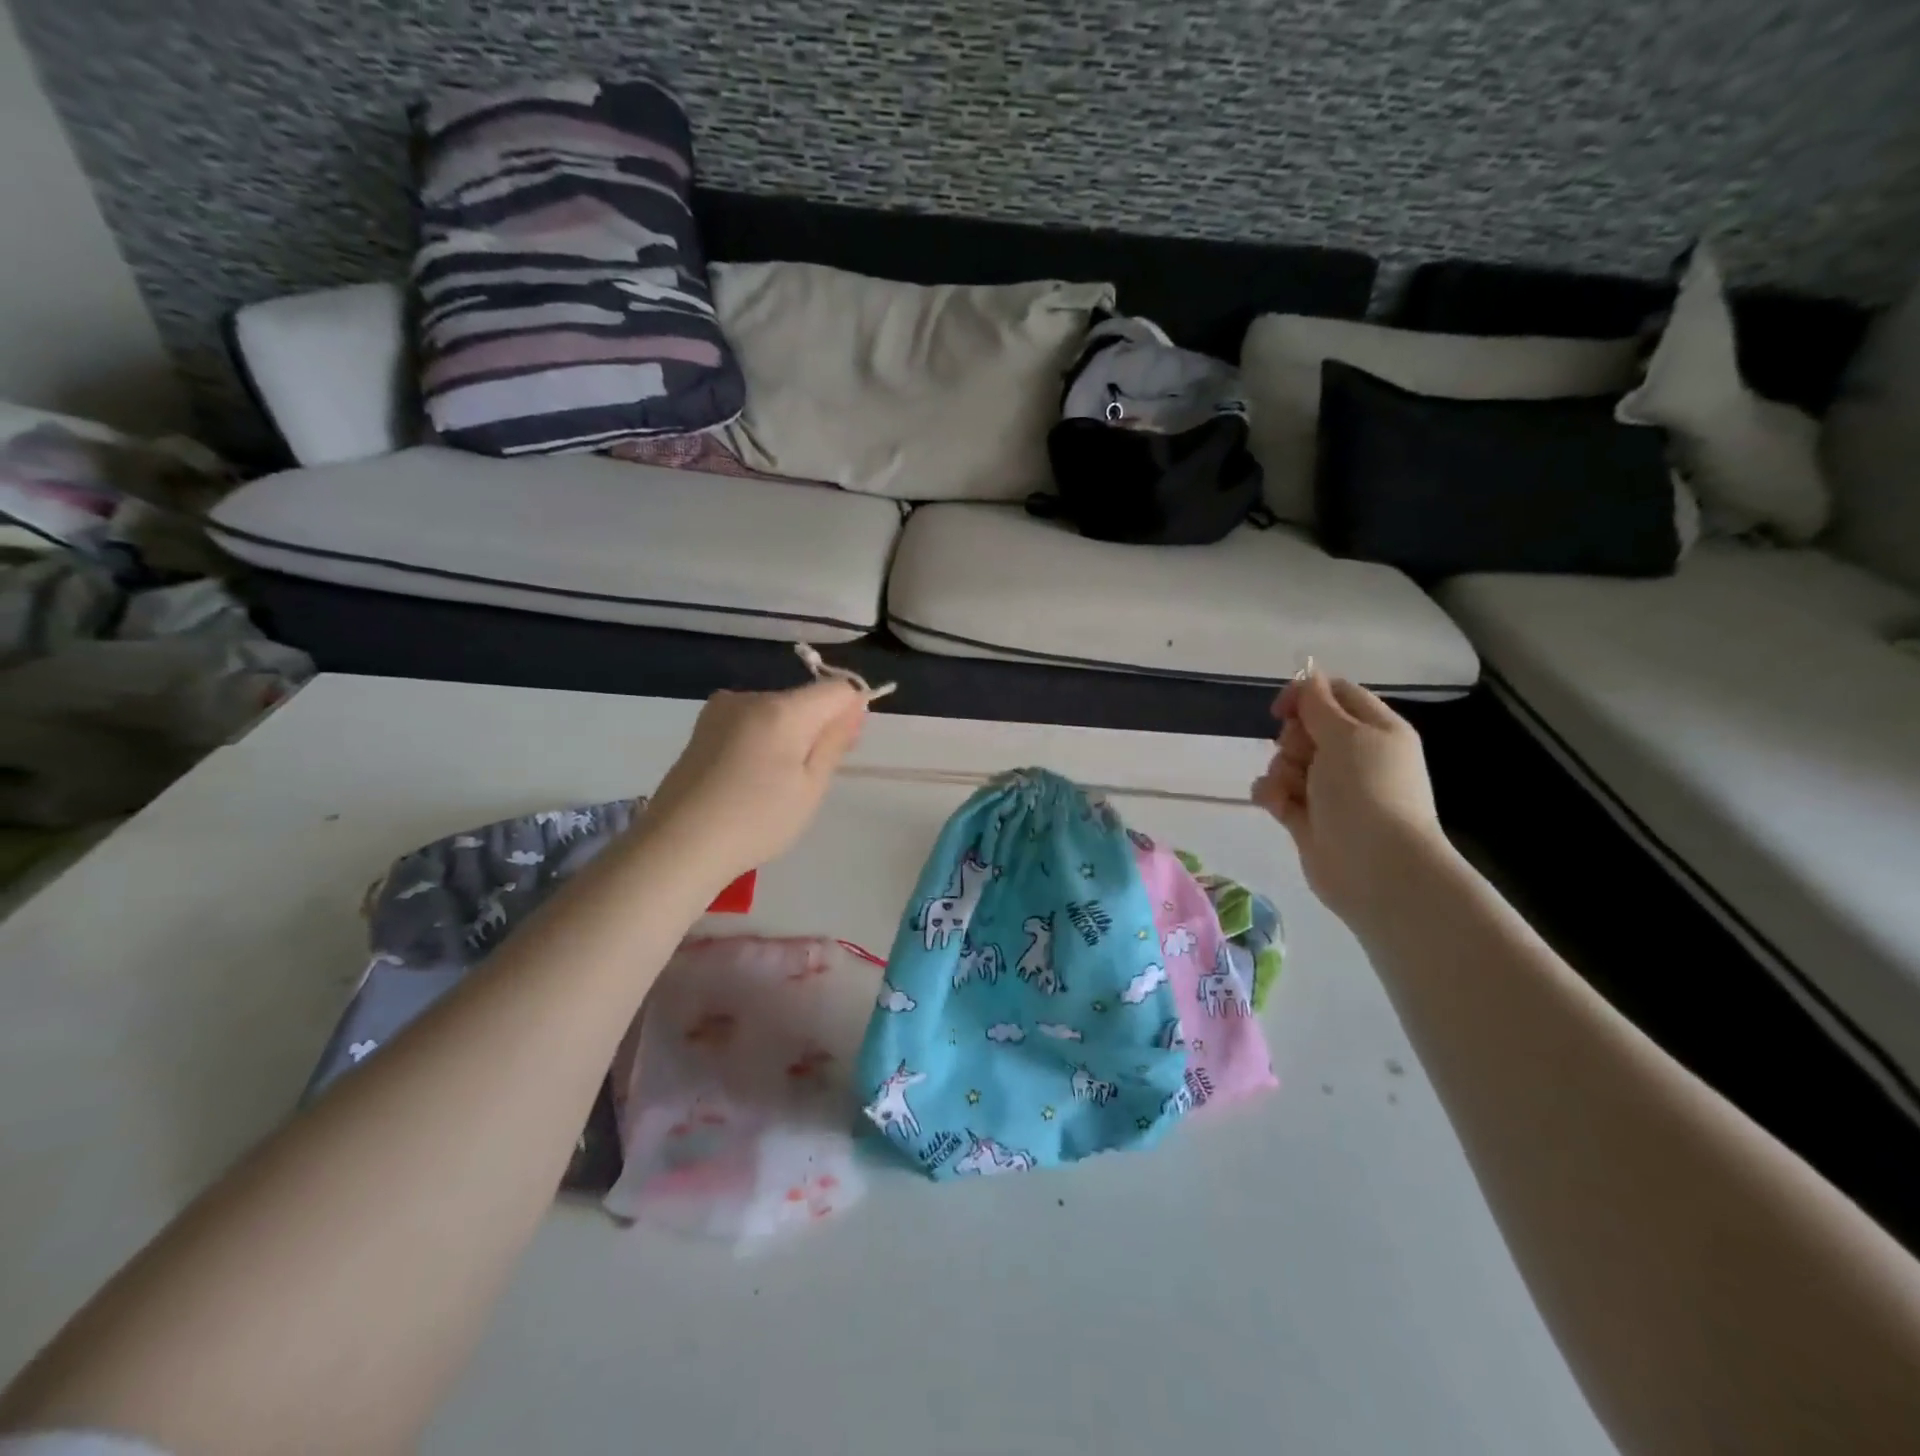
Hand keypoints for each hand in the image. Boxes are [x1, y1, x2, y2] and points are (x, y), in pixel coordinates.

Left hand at [638, 681, 867, 885]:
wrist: (678, 845)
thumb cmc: (756, 822)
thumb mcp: (810, 788)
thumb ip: (834, 741)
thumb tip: (854, 705)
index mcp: (782, 709)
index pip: (836, 690)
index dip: (850, 714)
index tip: (842, 751)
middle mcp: (750, 697)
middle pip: (804, 700)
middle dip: (817, 728)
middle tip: (807, 781)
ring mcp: (721, 710)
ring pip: (777, 712)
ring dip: (788, 737)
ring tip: (772, 786)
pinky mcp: (703, 727)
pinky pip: (751, 722)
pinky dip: (762, 742)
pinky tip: (748, 778)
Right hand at [1252, 669, 1445, 926]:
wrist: (1376, 868)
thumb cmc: (1366, 791)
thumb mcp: (1345, 735)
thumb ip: (1318, 704)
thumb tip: (1307, 676)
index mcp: (1375, 730)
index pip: (1336, 695)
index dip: (1306, 696)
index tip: (1282, 710)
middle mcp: (1355, 757)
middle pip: (1306, 729)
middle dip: (1291, 739)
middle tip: (1300, 755)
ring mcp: (1330, 789)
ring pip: (1287, 762)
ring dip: (1280, 771)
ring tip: (1291, 791)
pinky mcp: (1308, 818)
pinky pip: (1278, 793)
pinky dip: (1272, 795)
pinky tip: (1277, 806)